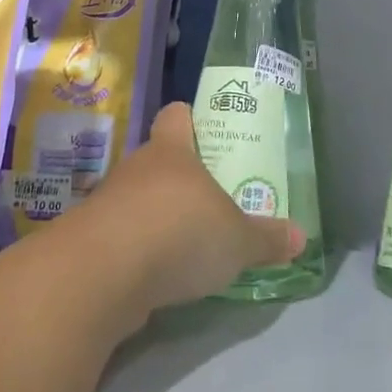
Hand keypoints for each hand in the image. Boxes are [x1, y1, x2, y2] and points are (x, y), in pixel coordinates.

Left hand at [78, 103, 301, 318]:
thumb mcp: (236, 240)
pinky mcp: (89, 243)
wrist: (101, 275)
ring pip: (136, 200)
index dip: (188, 119)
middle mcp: (136, 169)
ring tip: (183, 240)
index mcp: (172, 152)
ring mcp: (107, 204)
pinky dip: (135, 251)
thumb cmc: (178, 232)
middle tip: (208, 197)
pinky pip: (119, 238)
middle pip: (157, 160)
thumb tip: (302, 238)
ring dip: (154, 216)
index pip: (176, 117)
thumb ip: (266, 239)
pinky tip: (154, 274)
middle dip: (178, 177)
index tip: (202, 128)